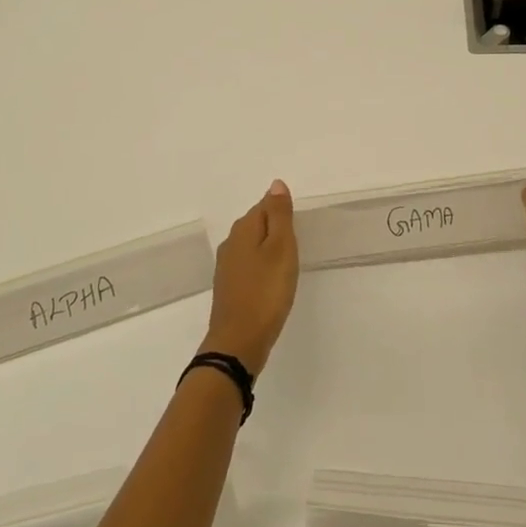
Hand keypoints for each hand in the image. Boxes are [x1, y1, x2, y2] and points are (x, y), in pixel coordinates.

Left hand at [200, 180, 299, 373]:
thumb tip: (276, 183)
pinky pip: (248, 265)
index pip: (265, 204)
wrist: (238, 342)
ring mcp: (226, 267)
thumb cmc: (266, 292)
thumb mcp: (281, 249)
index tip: (298, 224)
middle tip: (297, 239)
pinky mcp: (229, 287)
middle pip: (256, 223)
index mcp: (244, 229)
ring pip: (251, 245)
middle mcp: (231, 243)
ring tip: (288, 260)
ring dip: (268, 247)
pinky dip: (261, 266)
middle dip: (275, 226)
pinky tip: (271, 280)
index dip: (282, 210)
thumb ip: (280, 215)